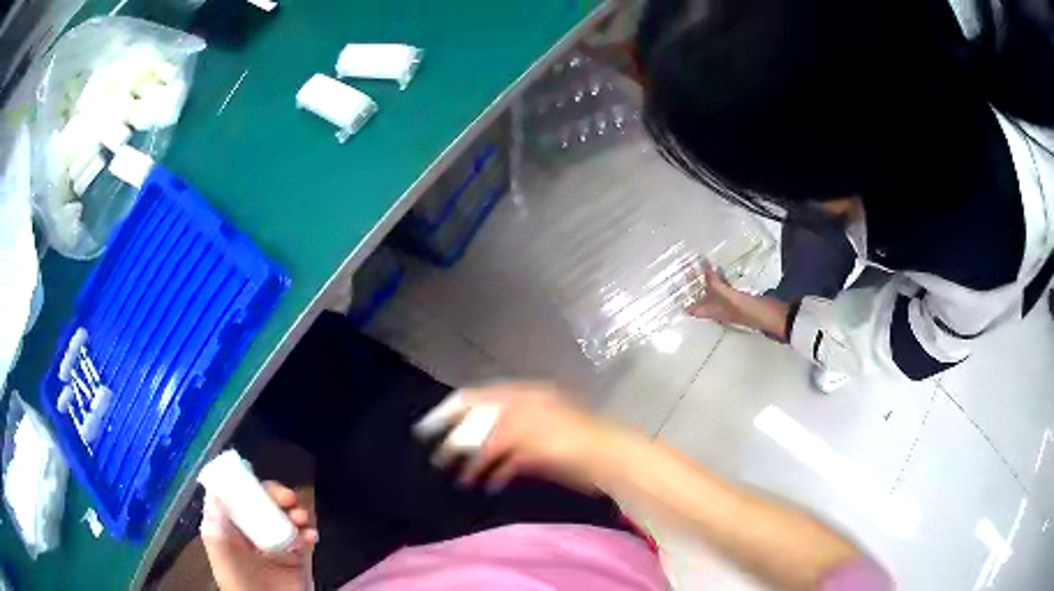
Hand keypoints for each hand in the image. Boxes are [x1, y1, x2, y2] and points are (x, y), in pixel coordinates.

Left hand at [201, 482, 317, 590]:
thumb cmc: (239, 581)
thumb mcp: (220, 552)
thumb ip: (215, 524)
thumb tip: (215, 492)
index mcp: (229, 525)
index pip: (235, 494)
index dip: (245, 483)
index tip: (259, 482)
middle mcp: (251, 530)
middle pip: (263, 501)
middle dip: (277, 495)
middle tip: (289, 498)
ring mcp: (275, 543)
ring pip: (286, 516)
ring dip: (296, 512)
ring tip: (303, 519)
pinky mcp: (295, 558)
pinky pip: (304, 537)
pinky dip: (309, 533)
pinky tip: (311, 537)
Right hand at [418, 383, 621, 493]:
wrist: (606, 459)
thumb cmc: (566, 439)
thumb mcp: (525, 429)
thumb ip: (489, 433)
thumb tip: (458, 442)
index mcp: (517, 397)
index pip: (475, 399)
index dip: (449, 412)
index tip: (427, 430)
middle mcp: (520, 411)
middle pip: (480, 423)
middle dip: (459, 440)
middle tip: (438, 458)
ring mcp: (530, 434)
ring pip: (492, 445)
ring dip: (475, 460)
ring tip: (458, 477)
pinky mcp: (539, 456)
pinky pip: (509, 462)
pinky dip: (496, 471)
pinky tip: (486, 484)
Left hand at [689, 263, 789, 339]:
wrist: (775, 316)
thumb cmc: (751, 311)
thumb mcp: (731, 298)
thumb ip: (716, 285)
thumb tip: (704, 269)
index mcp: (713, 313)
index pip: (692, 308)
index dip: (682, 298)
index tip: (674, 282)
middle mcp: (718, 309)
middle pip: (700, 297)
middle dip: (693, 283)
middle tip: (685, 265)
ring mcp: (729, 303)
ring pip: (712, 290)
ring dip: (705, 279)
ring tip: (698, 262)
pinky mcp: (739, 297)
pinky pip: (724, 286)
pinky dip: (719, 278)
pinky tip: (719, 268)